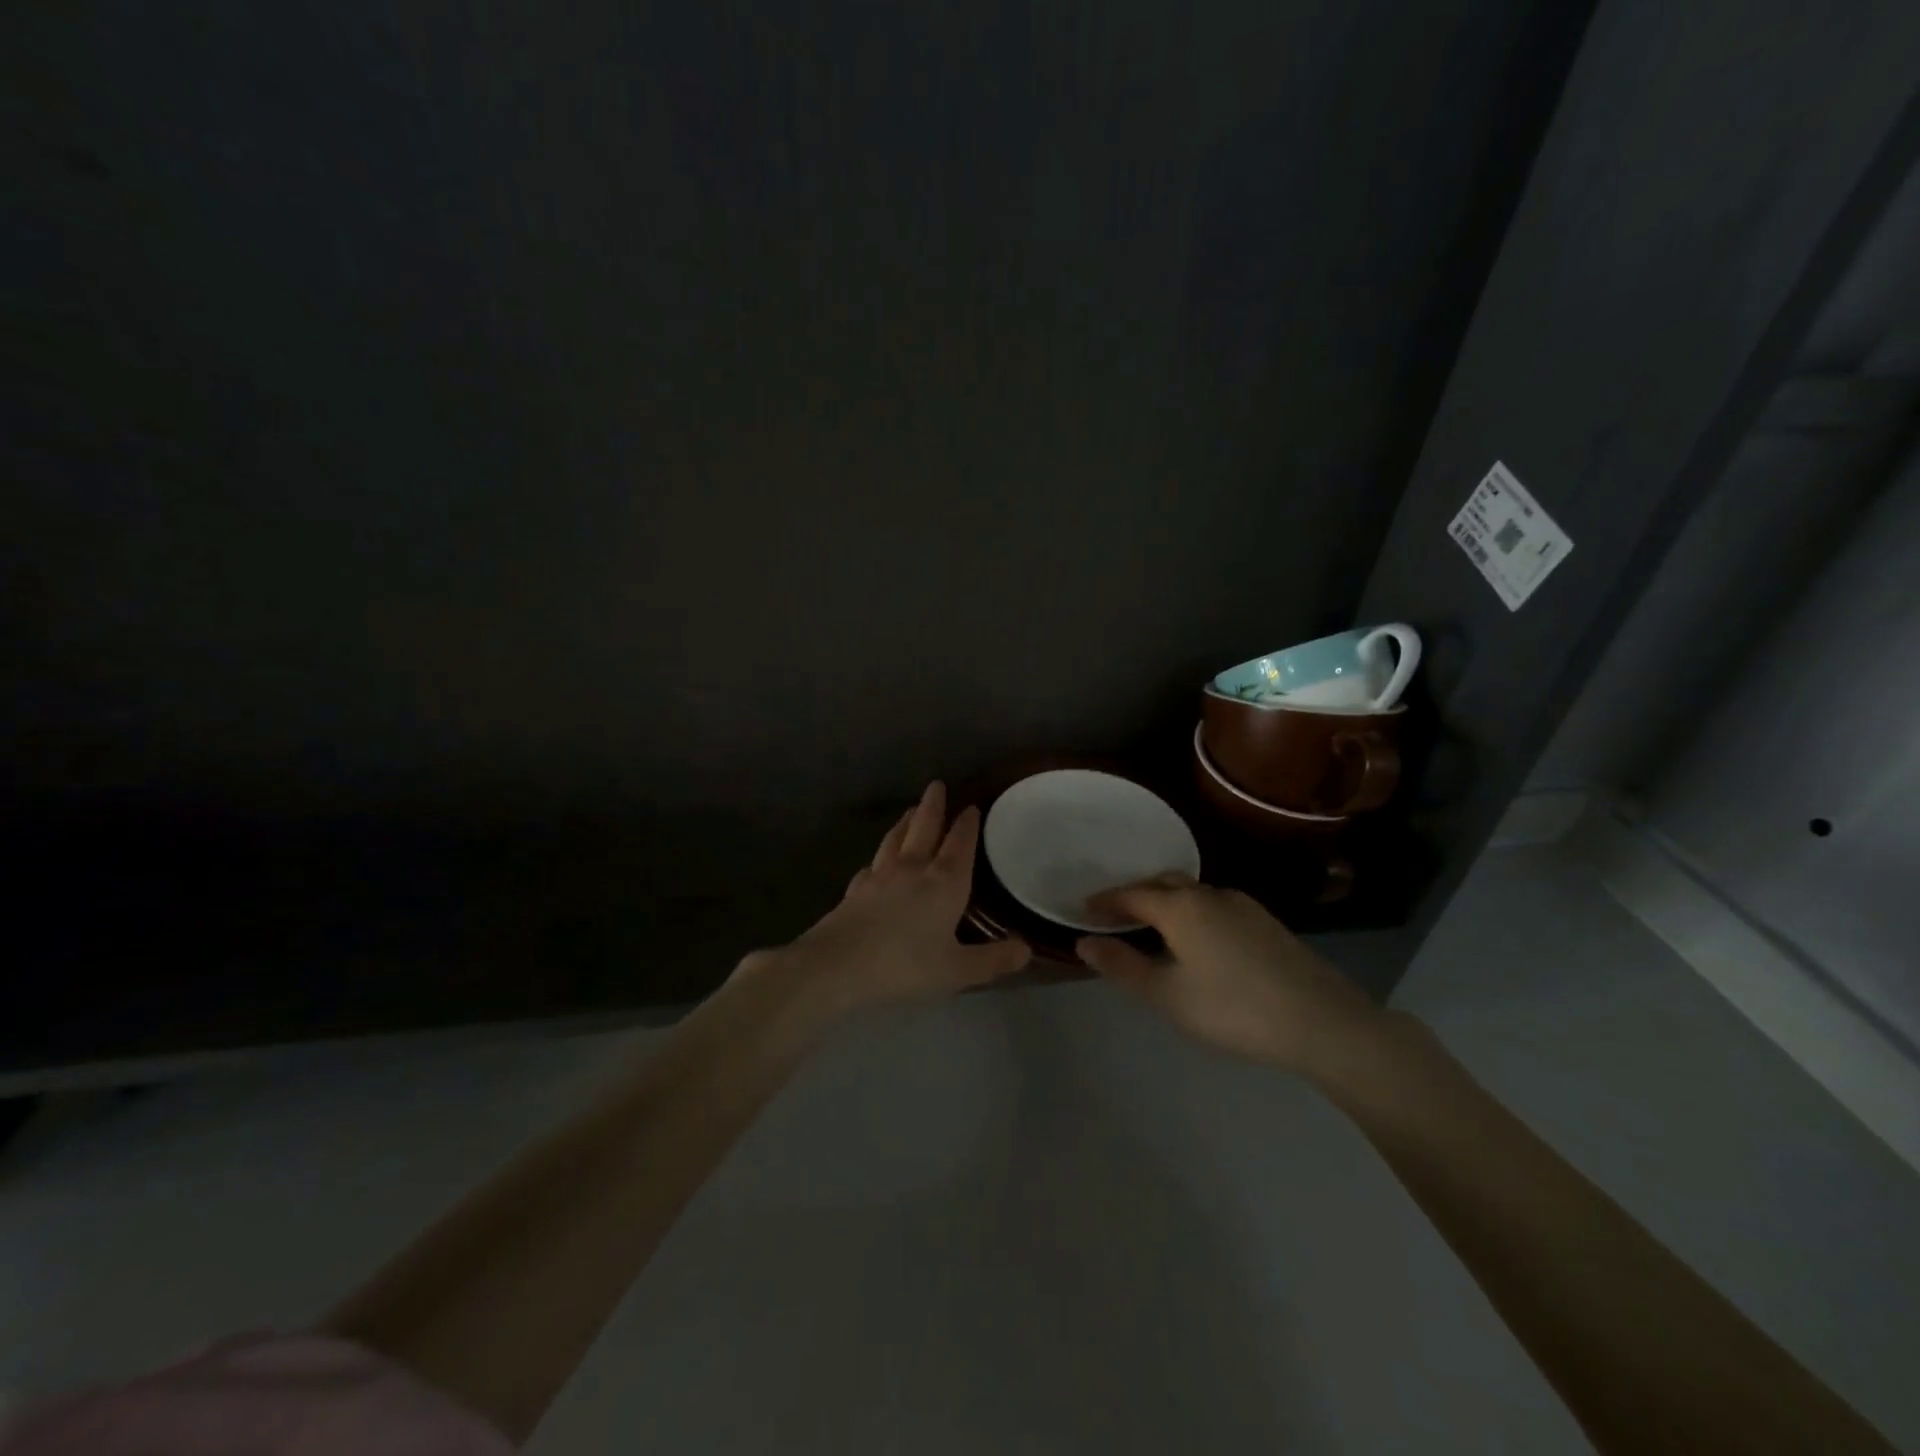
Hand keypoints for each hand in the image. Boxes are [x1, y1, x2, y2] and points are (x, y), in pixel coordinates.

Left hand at [742, 782, 1031, 1017]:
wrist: (837, 966)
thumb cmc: (905, 966)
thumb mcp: (958, 970)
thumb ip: (993, 960)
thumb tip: (1026, 950)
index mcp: (944, 882)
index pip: (960, 844)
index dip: (967, 825)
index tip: (971, 806)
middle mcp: (913, 869)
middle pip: (924, 828)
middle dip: (933, 806)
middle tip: (936, 785)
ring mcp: (880, 876)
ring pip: (896, 839)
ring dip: (905, 823)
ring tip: (911, 811)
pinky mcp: (856, 889)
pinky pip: (873, 865)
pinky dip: (880, 857)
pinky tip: (877, 864)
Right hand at [1075, 872, 1384, 1074]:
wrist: (1322, 1021)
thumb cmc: (1234, 1009)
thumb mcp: (1168, 995)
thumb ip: (1123, 966)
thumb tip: (1083, 942)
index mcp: (1181, 907)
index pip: (1131, 894)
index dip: (1105, 901)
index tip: (1084, 909)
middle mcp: (1210, 894)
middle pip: (1163, 884)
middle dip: (1135, 894)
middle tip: (1114, 914)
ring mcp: (1243, 905)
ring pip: (1192, 892)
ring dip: (1166, 901)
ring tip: (1152, 926)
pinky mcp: (1265, 921)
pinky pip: (1214, 904)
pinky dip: (1192, 911)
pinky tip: (1198, 939)